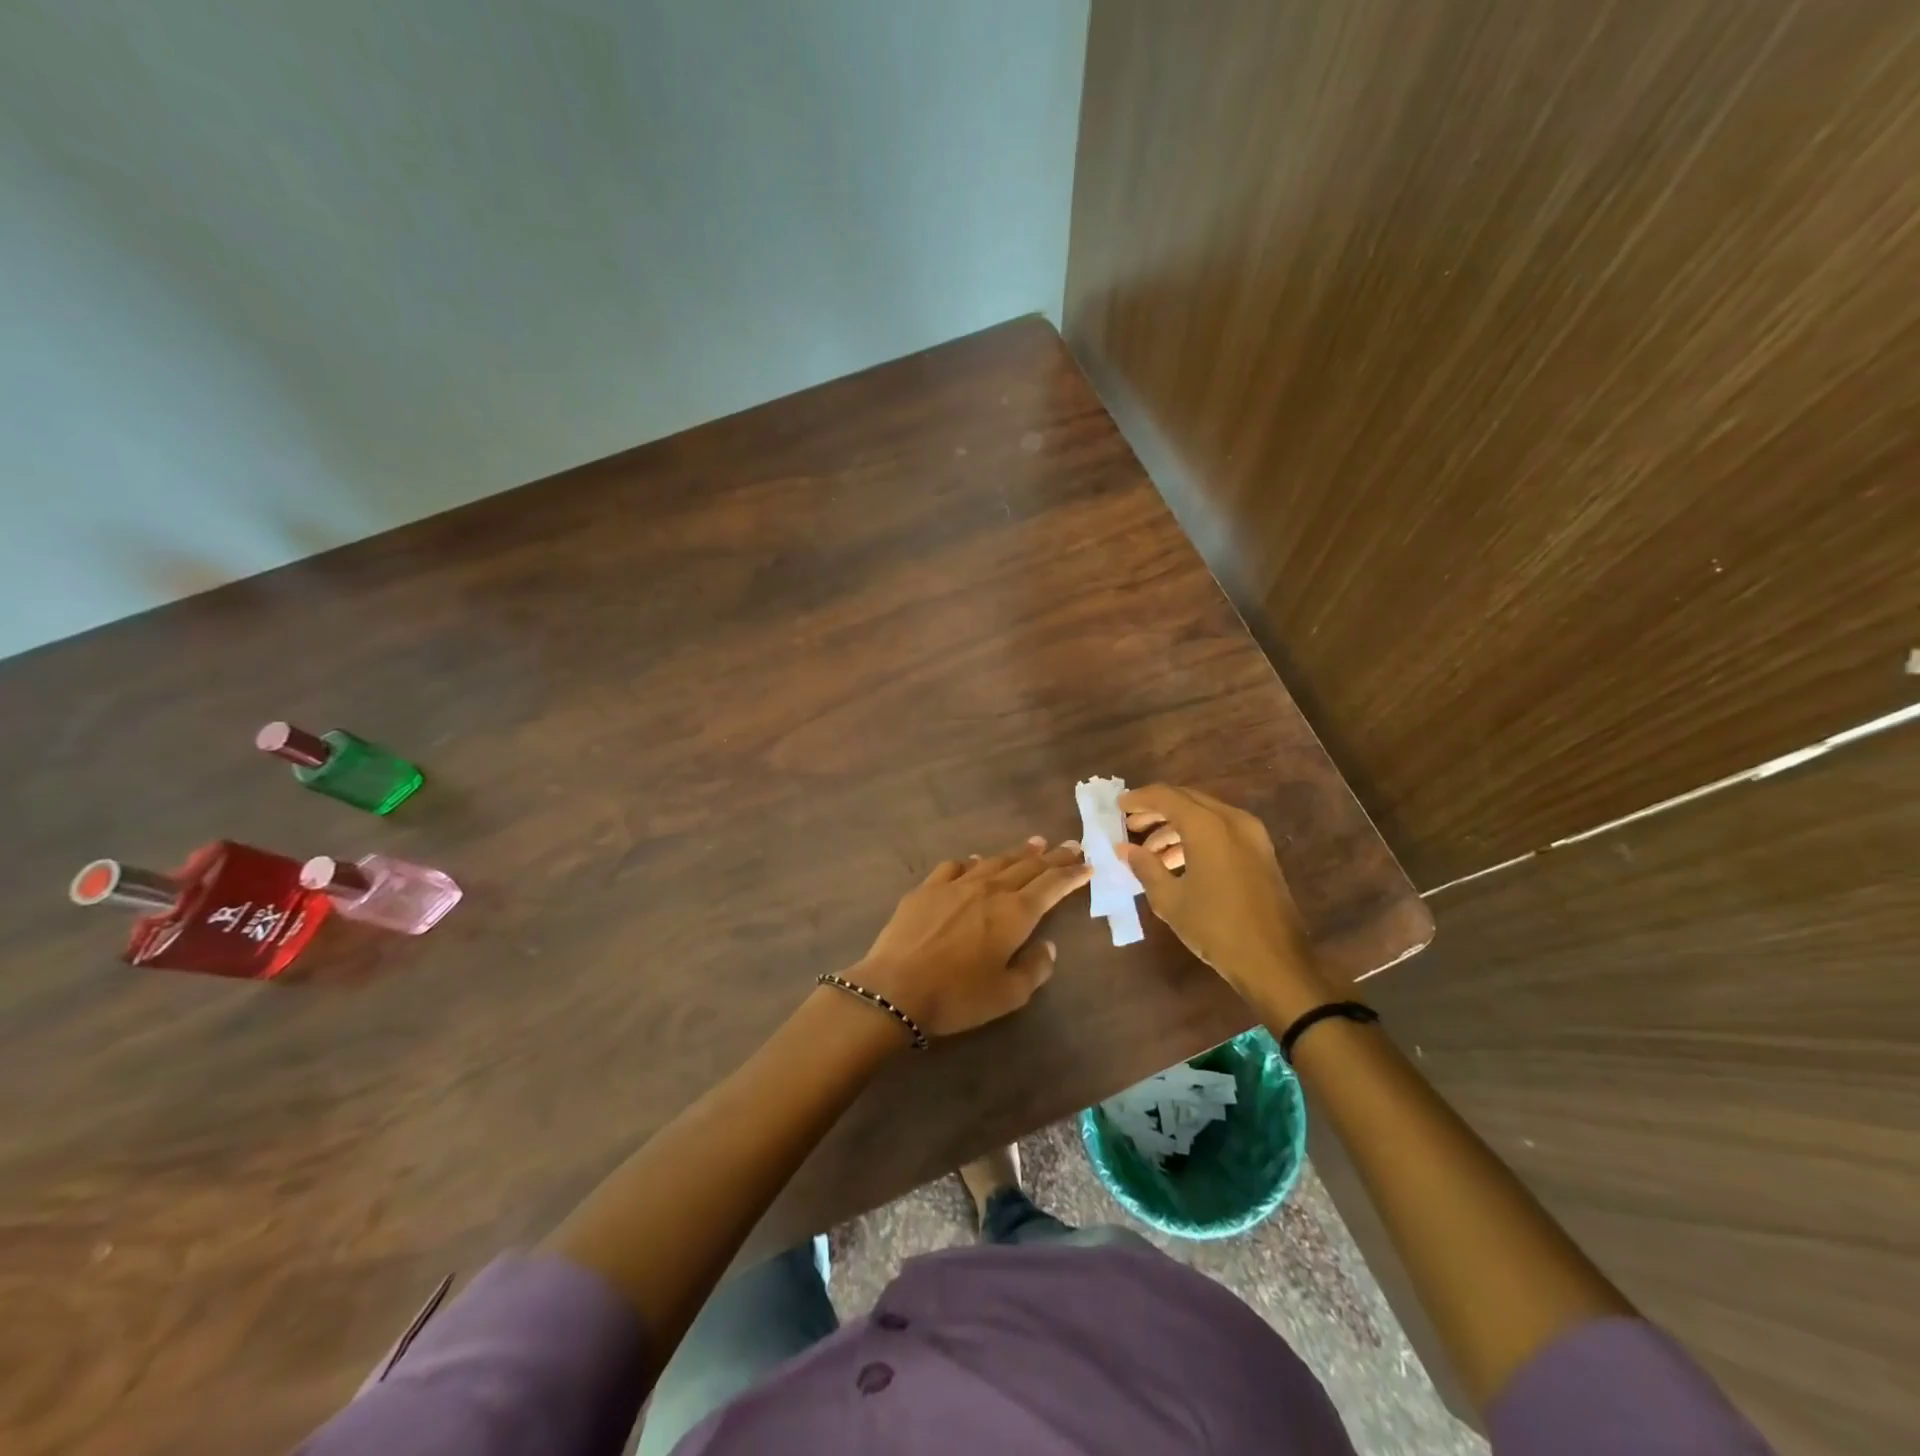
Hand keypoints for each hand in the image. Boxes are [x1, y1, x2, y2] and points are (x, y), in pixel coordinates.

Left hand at [852, 838, 1090, 1037]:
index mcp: (1015, 914)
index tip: (1088, 864)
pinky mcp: (927, 888)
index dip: (1072, 874)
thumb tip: (1047, 946)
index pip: (1052, 885)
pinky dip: (973, 862)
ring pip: (994, 861)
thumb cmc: (958, 996)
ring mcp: (956, 885)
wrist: (896, 989)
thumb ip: (1035, 968)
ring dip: (1017, 852)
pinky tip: (976, 862)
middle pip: (1028, 866)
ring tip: (1034, 844)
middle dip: (1052, 856)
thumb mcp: (1008, 995)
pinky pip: (956, 866)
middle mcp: (990, 889)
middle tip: (1069, 844)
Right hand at [1117, 785, 1328, 1006]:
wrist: (1274, 963)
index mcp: (1208, 827)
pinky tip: (1177, 862)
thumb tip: (1125, 849)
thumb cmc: (1216, 929)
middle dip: (1157, 810)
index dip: (1139, 799)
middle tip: (1131, 825)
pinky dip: (1196, 837)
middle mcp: (1232, 820)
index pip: (1166, 797)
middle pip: (1187, 800)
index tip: (1118, 807)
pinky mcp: (1261, 852)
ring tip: (1150, 851)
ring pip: (1205, 815)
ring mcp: (1252, 835)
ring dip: (1175, 826)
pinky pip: (1221, 831)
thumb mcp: (1170, 900)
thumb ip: (1145, 867)